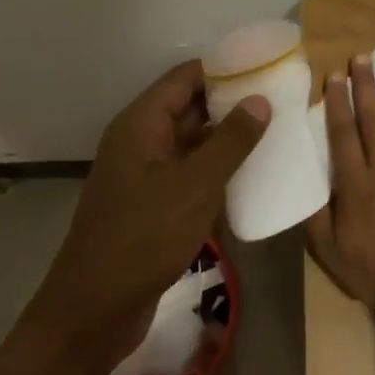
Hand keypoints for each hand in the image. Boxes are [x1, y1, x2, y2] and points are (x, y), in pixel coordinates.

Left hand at [30, 60, 267, 367]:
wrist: (96, 309)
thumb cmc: (145, 237)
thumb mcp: (195, 185)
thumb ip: (230, 141)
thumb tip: (259, 99)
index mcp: (141, 124)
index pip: (184, 78)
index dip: (223, 68)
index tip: (264, 65)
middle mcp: (139, 141)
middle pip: (187, 107)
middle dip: (230, 102)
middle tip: (278, 99)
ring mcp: (143, 174)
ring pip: (190, 143)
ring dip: (225, 138)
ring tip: (273, 131)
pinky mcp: (151, 204)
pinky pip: (187, 174)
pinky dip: (214, 170)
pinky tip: (249, 176)